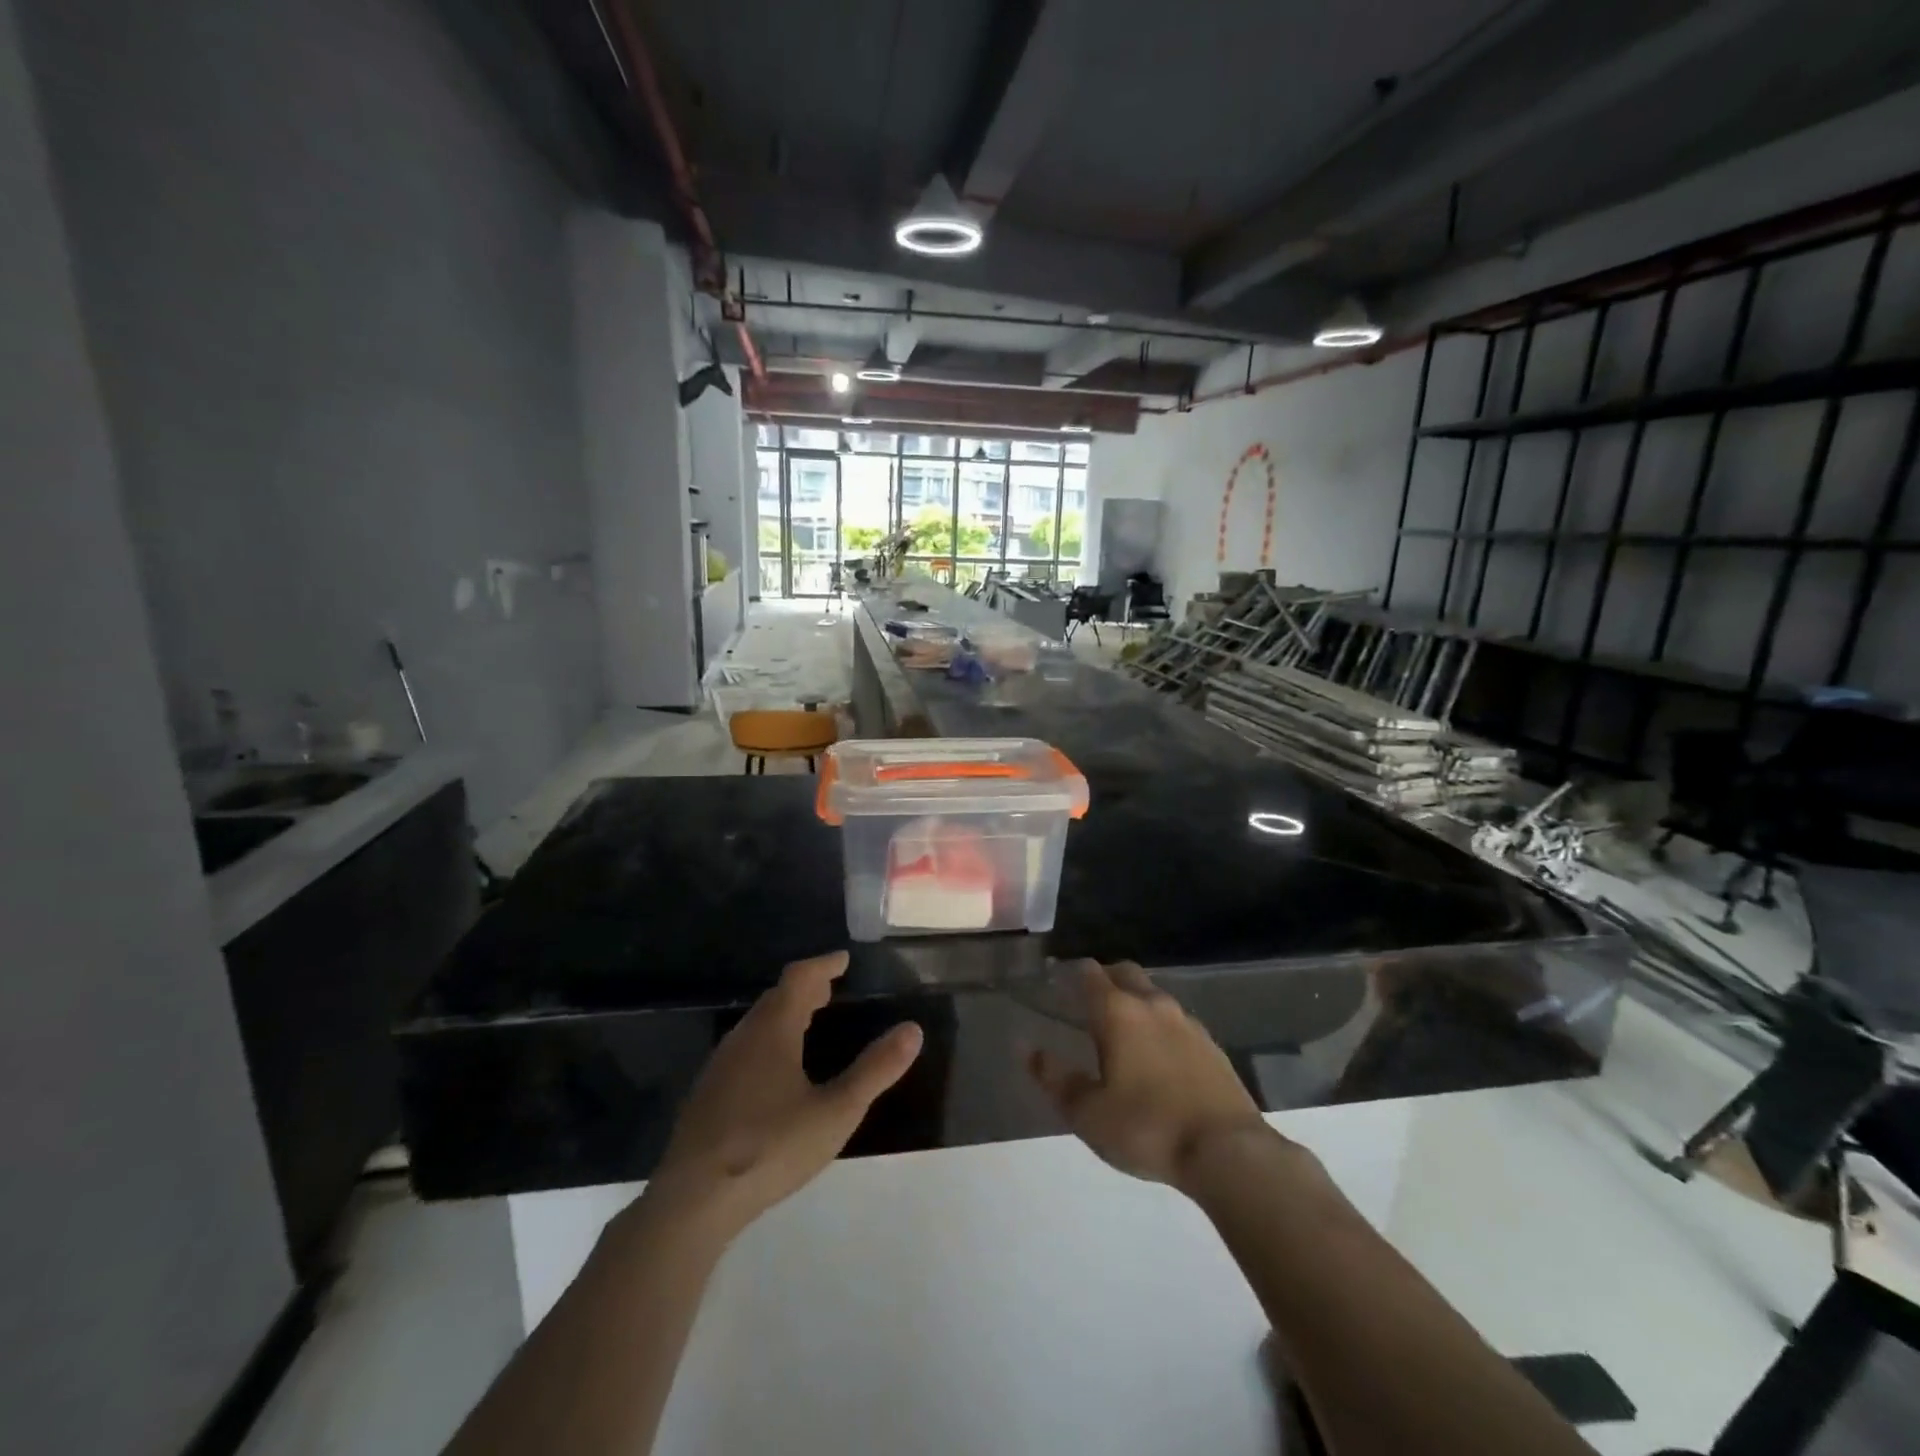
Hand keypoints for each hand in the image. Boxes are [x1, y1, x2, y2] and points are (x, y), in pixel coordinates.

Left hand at [646, 952, 922, 1239]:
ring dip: (784, 1014)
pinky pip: (744, 1049)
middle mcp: (743, 1037)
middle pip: (776, 998)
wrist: (693, 1201)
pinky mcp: (707, 1095)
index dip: (823, 965)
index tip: (843, 960)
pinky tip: (774, 1072)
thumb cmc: (771, 1147)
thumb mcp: (836, 1111)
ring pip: (757, 1024)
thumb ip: (875, 1070)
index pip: (799, 978)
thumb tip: (913, 1029)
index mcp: (773, 1030)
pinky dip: (767, 1040)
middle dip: (805, 989)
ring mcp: (720, 1066)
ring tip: (807, 1023)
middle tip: (829, 989)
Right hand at [1028, 960, 1275, 1194]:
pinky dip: (1161, 1027)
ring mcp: (1187, 1023)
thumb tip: (1028, 1049)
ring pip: (1154, 996)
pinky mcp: (1212, 1046)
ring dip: (1135, 1002)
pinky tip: (1158, 1057)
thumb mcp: (1088, 1113)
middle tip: (1088, 1001)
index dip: (1071, 973)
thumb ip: (1055, 1078)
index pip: (1089, 973)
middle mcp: (1153, 1005)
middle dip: (1105, 978)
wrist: (1228, 1152)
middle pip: (1125, 972)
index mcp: (1118, 1012)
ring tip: (1123, 1032)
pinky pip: (1177, 1022)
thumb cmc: (1147, 1128)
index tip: (1057, 980)